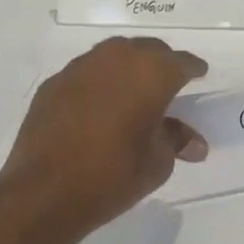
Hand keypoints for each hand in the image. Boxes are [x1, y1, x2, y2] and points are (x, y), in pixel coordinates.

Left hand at [0, 37, 208, 240]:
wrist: (44, 192)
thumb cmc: (113, 175)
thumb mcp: (157, 162)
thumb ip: (176, 141)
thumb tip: (194, 144)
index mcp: (152, 73)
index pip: (182, 62)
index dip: (193, 69)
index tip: (199, 74)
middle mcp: (117, 58)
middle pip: (148, 50)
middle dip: (160, 64)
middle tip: (167, 84)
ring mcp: (81, 67)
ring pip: (114, 56)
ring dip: (127, 69)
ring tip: (132, 92)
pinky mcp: (54, 83)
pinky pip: (86, 74)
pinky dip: (98, 84)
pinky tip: (97, 107)